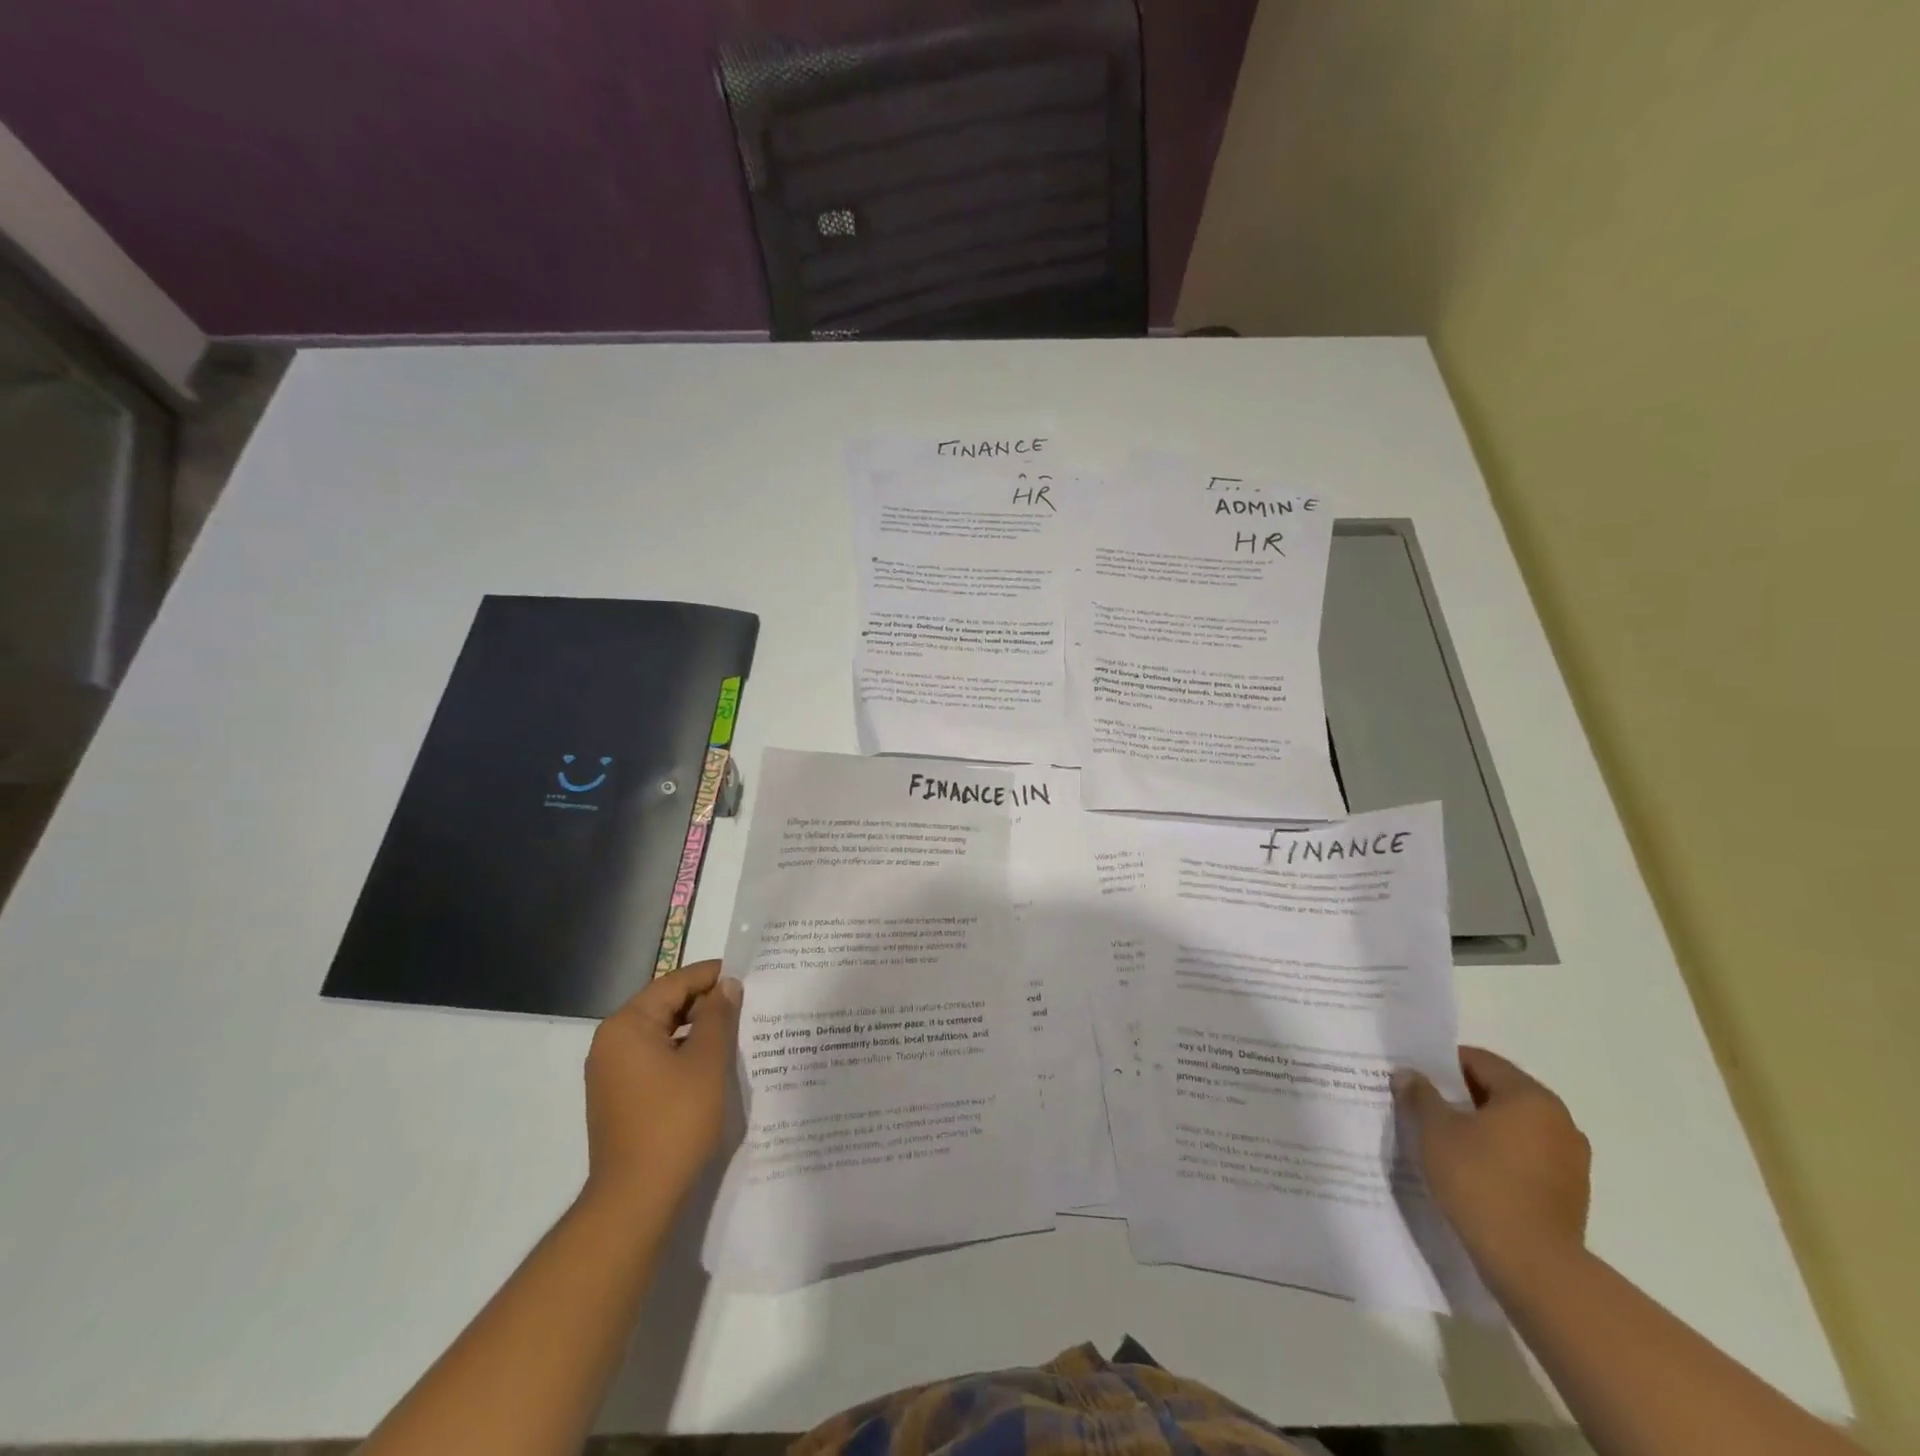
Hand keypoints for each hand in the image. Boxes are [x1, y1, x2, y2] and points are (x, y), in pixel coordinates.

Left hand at [582, 959, 740, 1213]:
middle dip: (706, 1003)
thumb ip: (718, 1016)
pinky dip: (683, 1054)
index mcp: (627, 1025)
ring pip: (662, 1034)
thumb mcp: (707, 1061)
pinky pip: (655, 1059)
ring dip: (697, 1030)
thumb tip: (727, 985)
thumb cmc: (674, 1121)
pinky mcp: (620, 1098)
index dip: (712, 975)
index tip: (747, 974)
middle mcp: (611, 1042)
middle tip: (747, 1003)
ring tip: (737, 1031)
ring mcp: (612, 1073)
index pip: (674, 983)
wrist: (636, 1199)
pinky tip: (713, 1063)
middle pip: (665, 1006)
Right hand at [1395, 1046, 1590, 1291]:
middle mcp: (1560, 1121)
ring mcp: (1570, 1160)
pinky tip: (1472, 1170)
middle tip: (1424, 1105)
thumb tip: (1409, 1074)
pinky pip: (1526, 1157)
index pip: (1480, 1061)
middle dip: (1460, 1096)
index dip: (1442, 1064)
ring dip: (1481, 1127)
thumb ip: (1420, 1095)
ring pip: (1514, 1126)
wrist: (1533, 1265)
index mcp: (1530, 1097)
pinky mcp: (1570, 1194)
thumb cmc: (1479, 1180)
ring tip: (1444, 1140)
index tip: (1415, 1077)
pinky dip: (1499, 1155)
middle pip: (1500, 1092)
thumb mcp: (1435, 1130)